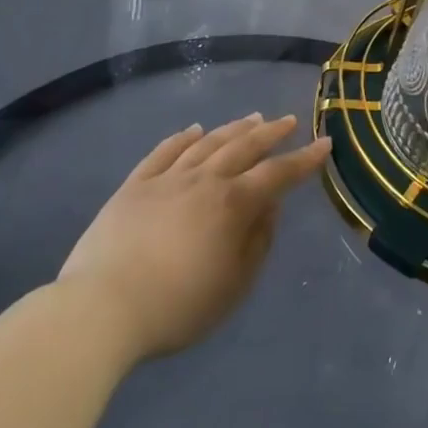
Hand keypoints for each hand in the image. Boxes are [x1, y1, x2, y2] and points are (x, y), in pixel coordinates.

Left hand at [58, 114, 328, 360]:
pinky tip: (193, 130)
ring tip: (251, 118)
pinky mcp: (134, 186)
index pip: (278, 174)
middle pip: (244, 147)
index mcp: (233, 204)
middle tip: (288, 120)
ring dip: (233, 129)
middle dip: (270, 133)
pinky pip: (164, 152)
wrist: (102, 309)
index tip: (324, 143)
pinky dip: (183, 138)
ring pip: (207, 143)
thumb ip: (258, 242)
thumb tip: (270, 207)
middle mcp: (204, 180)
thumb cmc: (177, 306)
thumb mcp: (234, 285)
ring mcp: (167, 179)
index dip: (304, 159)